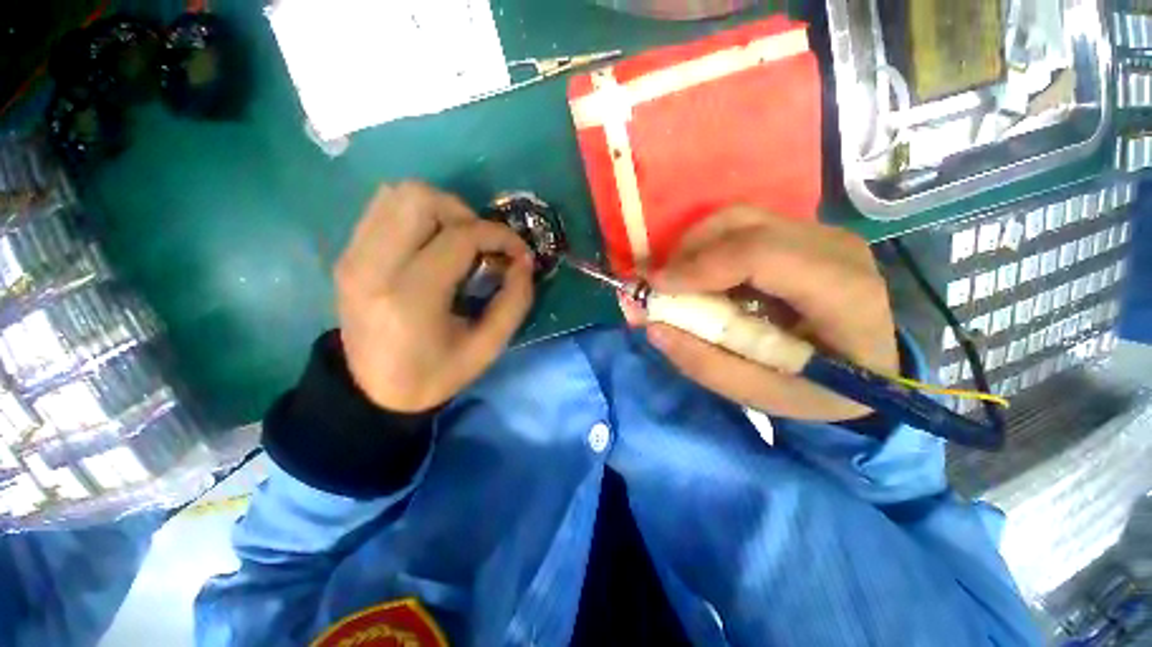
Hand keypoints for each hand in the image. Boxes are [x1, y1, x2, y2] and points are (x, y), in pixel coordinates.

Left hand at [335, 182, 534, 412]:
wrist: (373, 391)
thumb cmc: (436, 374)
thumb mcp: (488, 347)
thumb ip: (514, 302)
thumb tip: (524, 261)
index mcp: (412, 299)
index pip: (459, 237)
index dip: (498, 235)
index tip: (518, 251)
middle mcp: (374, 268)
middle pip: (419, 198)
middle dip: (464, 214)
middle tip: (481, 245)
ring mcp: (353, 257)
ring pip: (397, 194)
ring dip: (440, 210)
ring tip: (457, 241)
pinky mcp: (347, 255)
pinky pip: (383, 209)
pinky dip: (416, 216)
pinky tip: (431, 245)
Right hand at [643, 207, 898, 421]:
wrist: (870, 365)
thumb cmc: (822, 389)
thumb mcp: (764, 395)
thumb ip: (707, 365)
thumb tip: (653, 326)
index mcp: (843, 293)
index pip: (761, 254)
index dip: (700, 265)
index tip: (656, 287)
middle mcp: (836, 248)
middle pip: (744, 225)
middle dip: (687, 252)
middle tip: (657, 285)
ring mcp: (821, 233)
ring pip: (739, 218)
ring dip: (694, 246)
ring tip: (675, 280)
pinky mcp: (804, 233)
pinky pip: (743, 226)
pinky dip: (709, 247)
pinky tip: (700, 275)